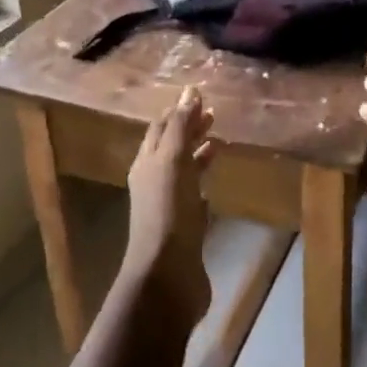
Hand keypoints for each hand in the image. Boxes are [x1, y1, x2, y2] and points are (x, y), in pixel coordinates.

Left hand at [125, 86, 214, 321]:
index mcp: (147, 163)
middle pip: (171, 147)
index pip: (160, 127)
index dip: (178, 110)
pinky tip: (215, 181)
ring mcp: (168, 206)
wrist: (167, 275)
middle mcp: (153, 181)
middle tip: (214, 114)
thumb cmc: (168, 212)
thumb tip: (189, 91)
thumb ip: (180, 126)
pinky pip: (193, 196)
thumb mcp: (173, 161)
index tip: (200, 96)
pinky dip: (203, 182)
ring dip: (198, 153)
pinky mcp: (185, 228)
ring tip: (220, 141)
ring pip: (183, 171)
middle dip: (190, 129)